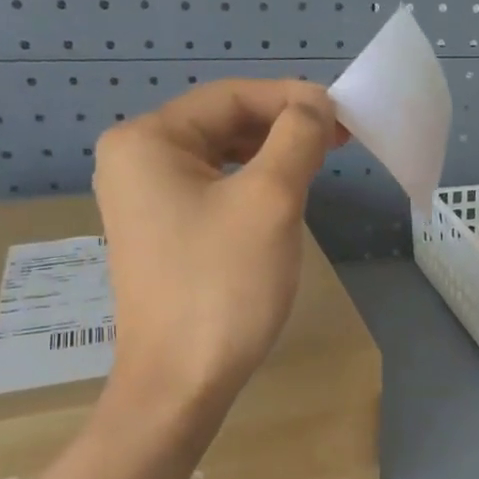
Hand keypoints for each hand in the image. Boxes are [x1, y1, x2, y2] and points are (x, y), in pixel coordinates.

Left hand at [92, 79, 342, 406]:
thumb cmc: (224, 285)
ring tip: (318, 163)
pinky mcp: (159, 233)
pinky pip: (211, 190)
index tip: (344, 115)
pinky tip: (282, 197)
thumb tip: (314, 104)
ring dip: (270, 155)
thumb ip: (297, 137)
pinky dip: (250, 185)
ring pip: (219, 158)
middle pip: (221, 123)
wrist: (181, 382)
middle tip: (339, 140)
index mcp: (147, 140)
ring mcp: (142, 200)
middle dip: (282, 127)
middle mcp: (134, 160)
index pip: (230, 96)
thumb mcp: (271, 200)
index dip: (292, 99)